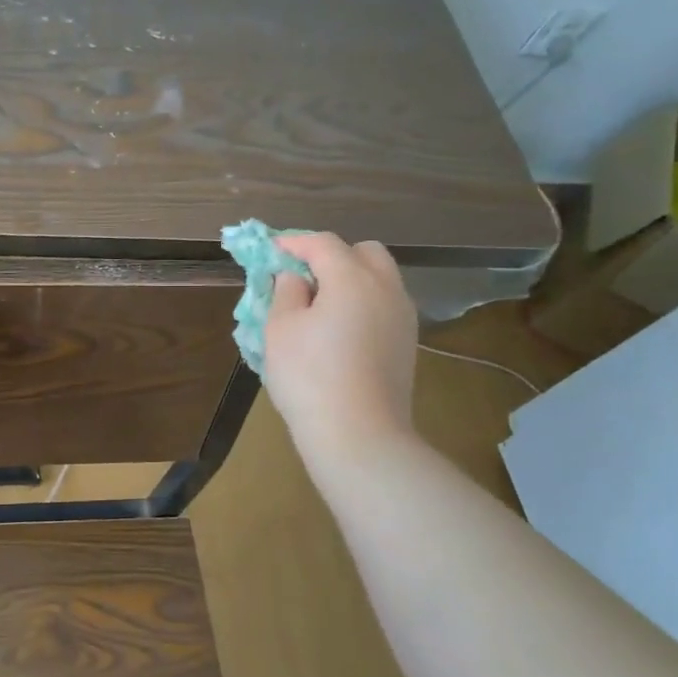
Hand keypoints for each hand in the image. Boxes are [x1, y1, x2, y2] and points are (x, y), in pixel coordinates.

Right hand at [263, 233, 418, 466]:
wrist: (359, 434)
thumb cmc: (309, 376)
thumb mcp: (280, 329)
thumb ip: (285, 292)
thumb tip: (295, 277)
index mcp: (352, 278)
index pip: (322, 243)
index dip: (293, 243)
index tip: (270, 250)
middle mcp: (385, 288)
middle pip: (363, 252)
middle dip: (331, 256)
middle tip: (301, 277)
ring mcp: (403, 316)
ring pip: (379, 278)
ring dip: (350, 279)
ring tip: (319, 305)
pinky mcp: (407, 342)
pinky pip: (384, 305)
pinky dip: (362, 303)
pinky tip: (339, 330)